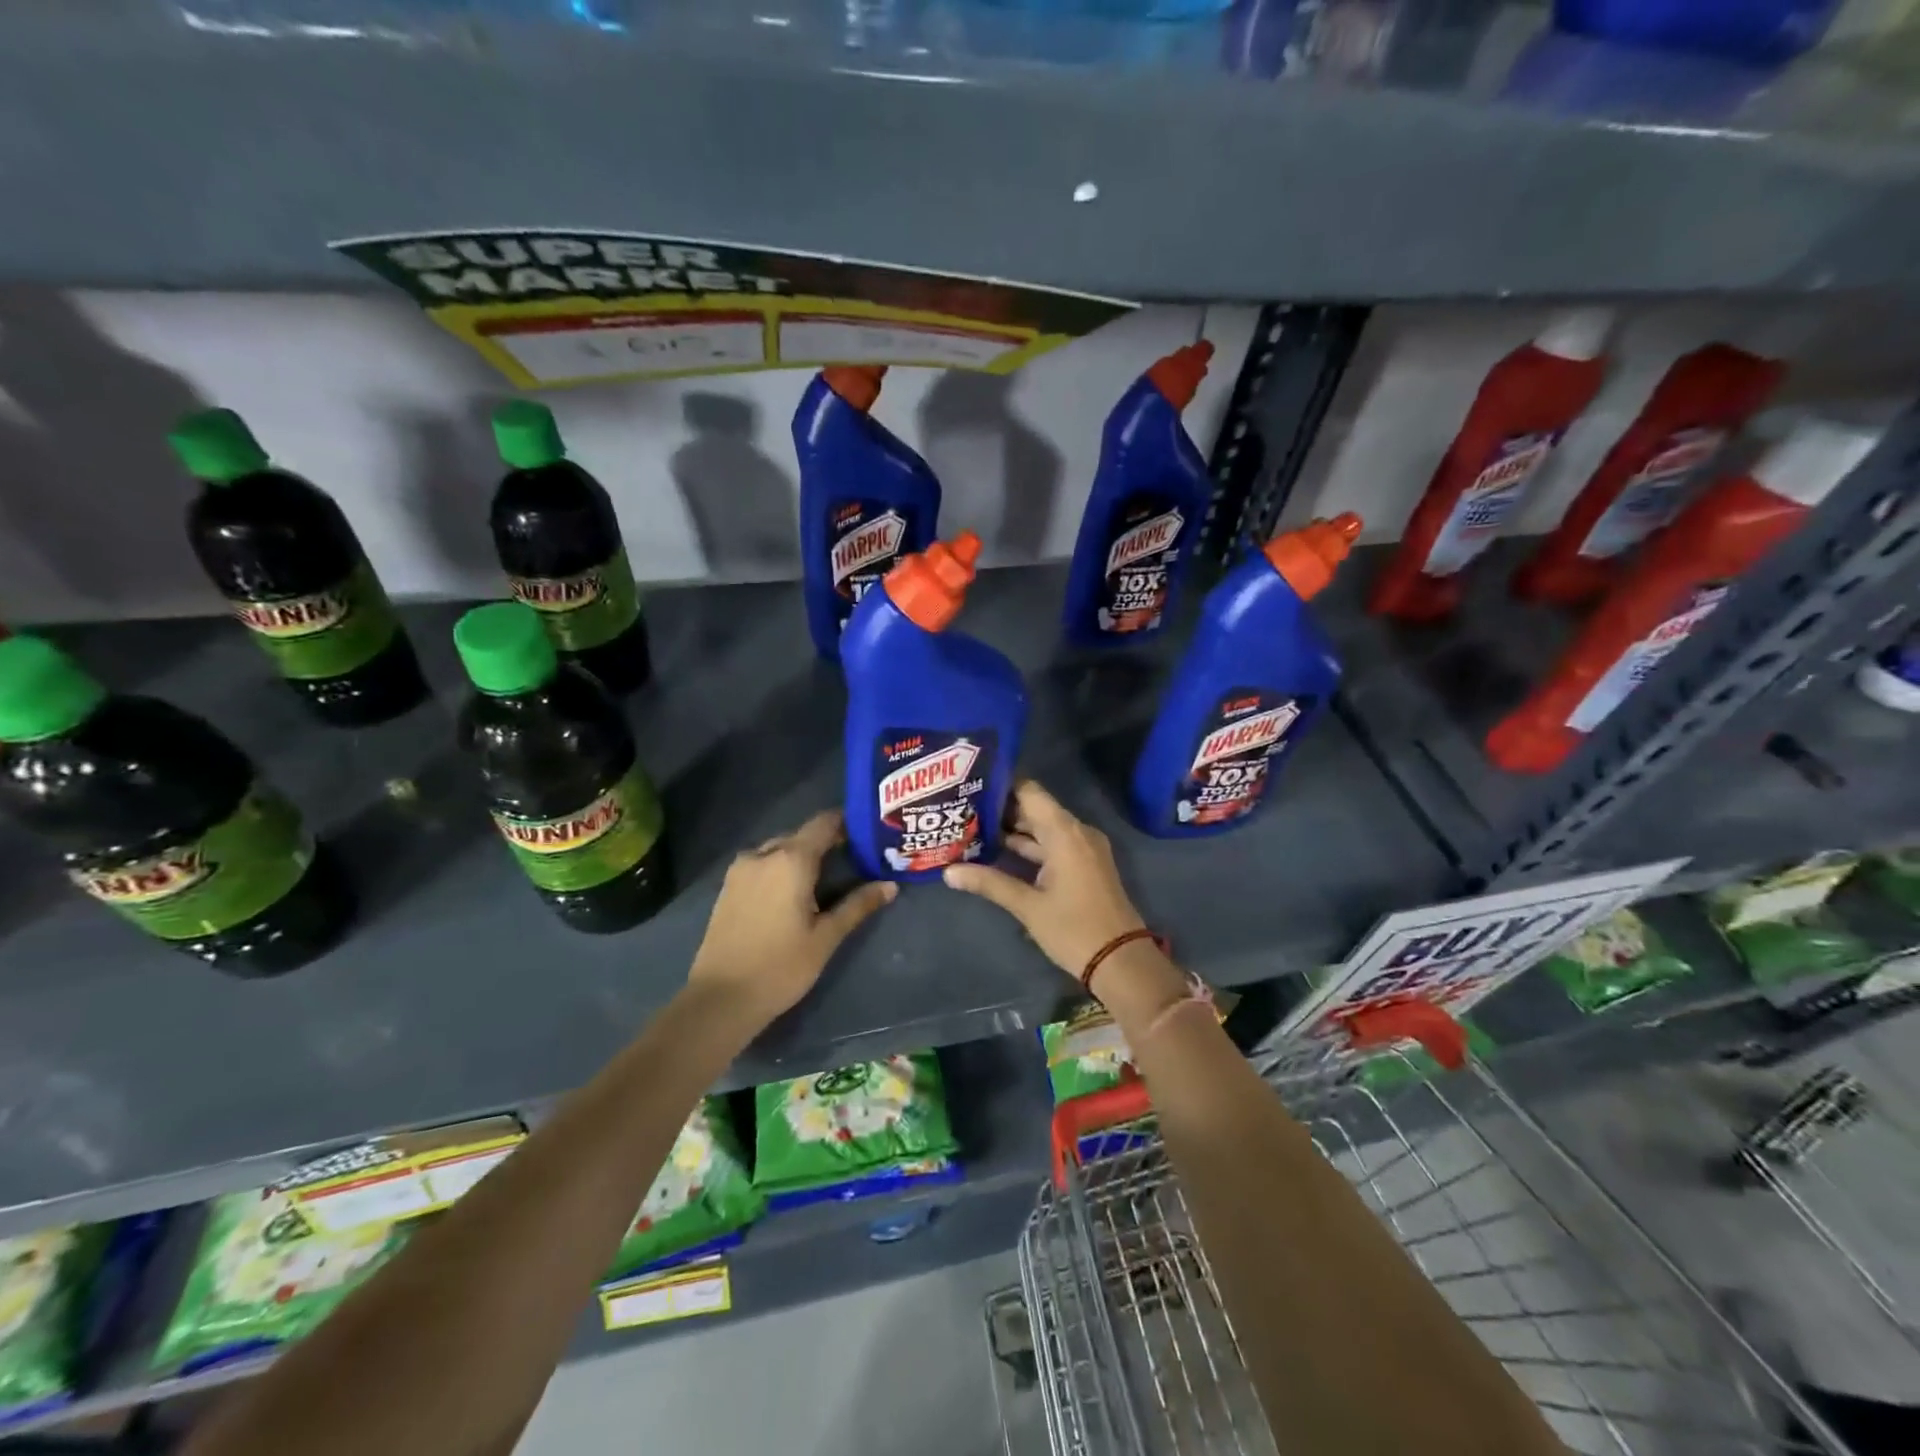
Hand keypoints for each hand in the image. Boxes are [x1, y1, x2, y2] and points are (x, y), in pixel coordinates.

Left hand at [688, 809, 895, 1024]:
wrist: (720, 999)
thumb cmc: (780, 967)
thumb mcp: (826, 937)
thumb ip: (858, 906)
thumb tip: (890, 886)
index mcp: (790, 859)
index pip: (824, 823)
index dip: (847, 823)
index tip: (868, 833)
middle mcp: (763, 854)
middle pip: (802, 835)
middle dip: (827, 843)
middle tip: (854, 861)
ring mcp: (740, 869)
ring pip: (779, 850)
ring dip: (802, 857)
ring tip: (826, 879)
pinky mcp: (728, 887)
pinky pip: (762, 864)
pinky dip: (781, 868)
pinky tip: (794, 893)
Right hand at [942, 781, 1149, 978]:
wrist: (1122, 961)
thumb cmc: (1074, 929)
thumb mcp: (1028, 906)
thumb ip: (989, 883)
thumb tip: (948, 872)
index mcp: (1065, 832)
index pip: (1029, 791)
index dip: (1001, 785)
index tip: (969, 784)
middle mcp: (1076, 832)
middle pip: (1034, 809)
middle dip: (1000, 810)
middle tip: (962, 809)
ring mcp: (1083, 849)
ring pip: (1042, 829)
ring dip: (1012, 831)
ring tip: (971, 829)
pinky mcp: (1084, 865)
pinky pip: (1053, 845)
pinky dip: (1029, 847)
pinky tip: (998, 853)